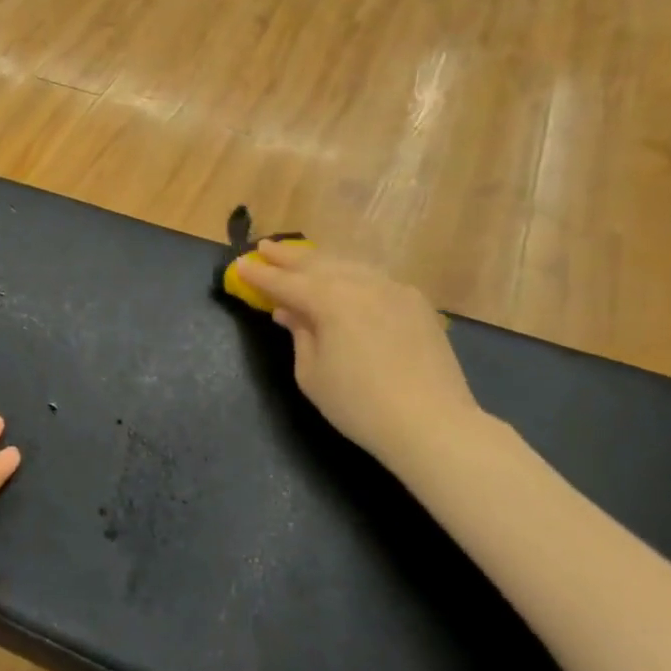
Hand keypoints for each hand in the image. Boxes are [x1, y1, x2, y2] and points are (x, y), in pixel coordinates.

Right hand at [233, 241, 481, 468]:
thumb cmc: (358, 404)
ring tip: (301, 259)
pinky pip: (374, 278)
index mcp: (330, 300)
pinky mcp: (415, 302)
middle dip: (288, 257)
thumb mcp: (311, 374)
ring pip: (348, 265)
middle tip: (265, 248)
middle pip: (317, 263)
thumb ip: (299, 335)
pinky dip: (350, 274)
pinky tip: (344, 280)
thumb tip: (289, 312)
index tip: (239, 264)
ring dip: (320, 261)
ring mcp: (393, 289)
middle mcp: (361, 284)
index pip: (285, 282)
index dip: (259, 274)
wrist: (431, 422)